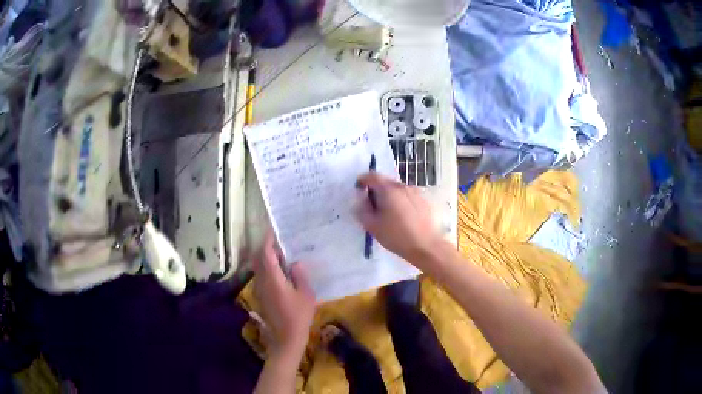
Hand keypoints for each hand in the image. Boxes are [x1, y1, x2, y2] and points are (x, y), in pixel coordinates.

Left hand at [253, 231, 315, 359]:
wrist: (286, 338)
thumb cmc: (299, 317)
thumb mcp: (306, 295)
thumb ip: (300, 276)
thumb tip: (295, 262)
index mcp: (273, 279)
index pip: (265, 253)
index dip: (268, 240)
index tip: (275, 230)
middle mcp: (262, 281)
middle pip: (259, 258)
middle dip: (266, 247)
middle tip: (281, 241)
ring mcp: (259, 289)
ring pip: (258, 267)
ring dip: (267, 258)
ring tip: (283, 254)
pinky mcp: (261, 296)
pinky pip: (261, 276)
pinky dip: (268, 268)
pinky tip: (281, 271)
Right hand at [355, 173, 441, 263]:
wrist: (427, 247)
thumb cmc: (397, 236)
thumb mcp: (373, 226)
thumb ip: (362, 210)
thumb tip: (360, 200)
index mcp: (389, 190)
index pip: (372, 176)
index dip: (362, 181)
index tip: (359, 191)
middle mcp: (403, 186)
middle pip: (386, 182)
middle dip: (376, 191)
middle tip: (373, 208)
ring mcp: (416, 193)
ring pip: (398, 190)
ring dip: (390, 198)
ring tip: (389, 216)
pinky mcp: (425, 201)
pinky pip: (408, 197)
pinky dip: (402, 203)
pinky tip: (403, 219)